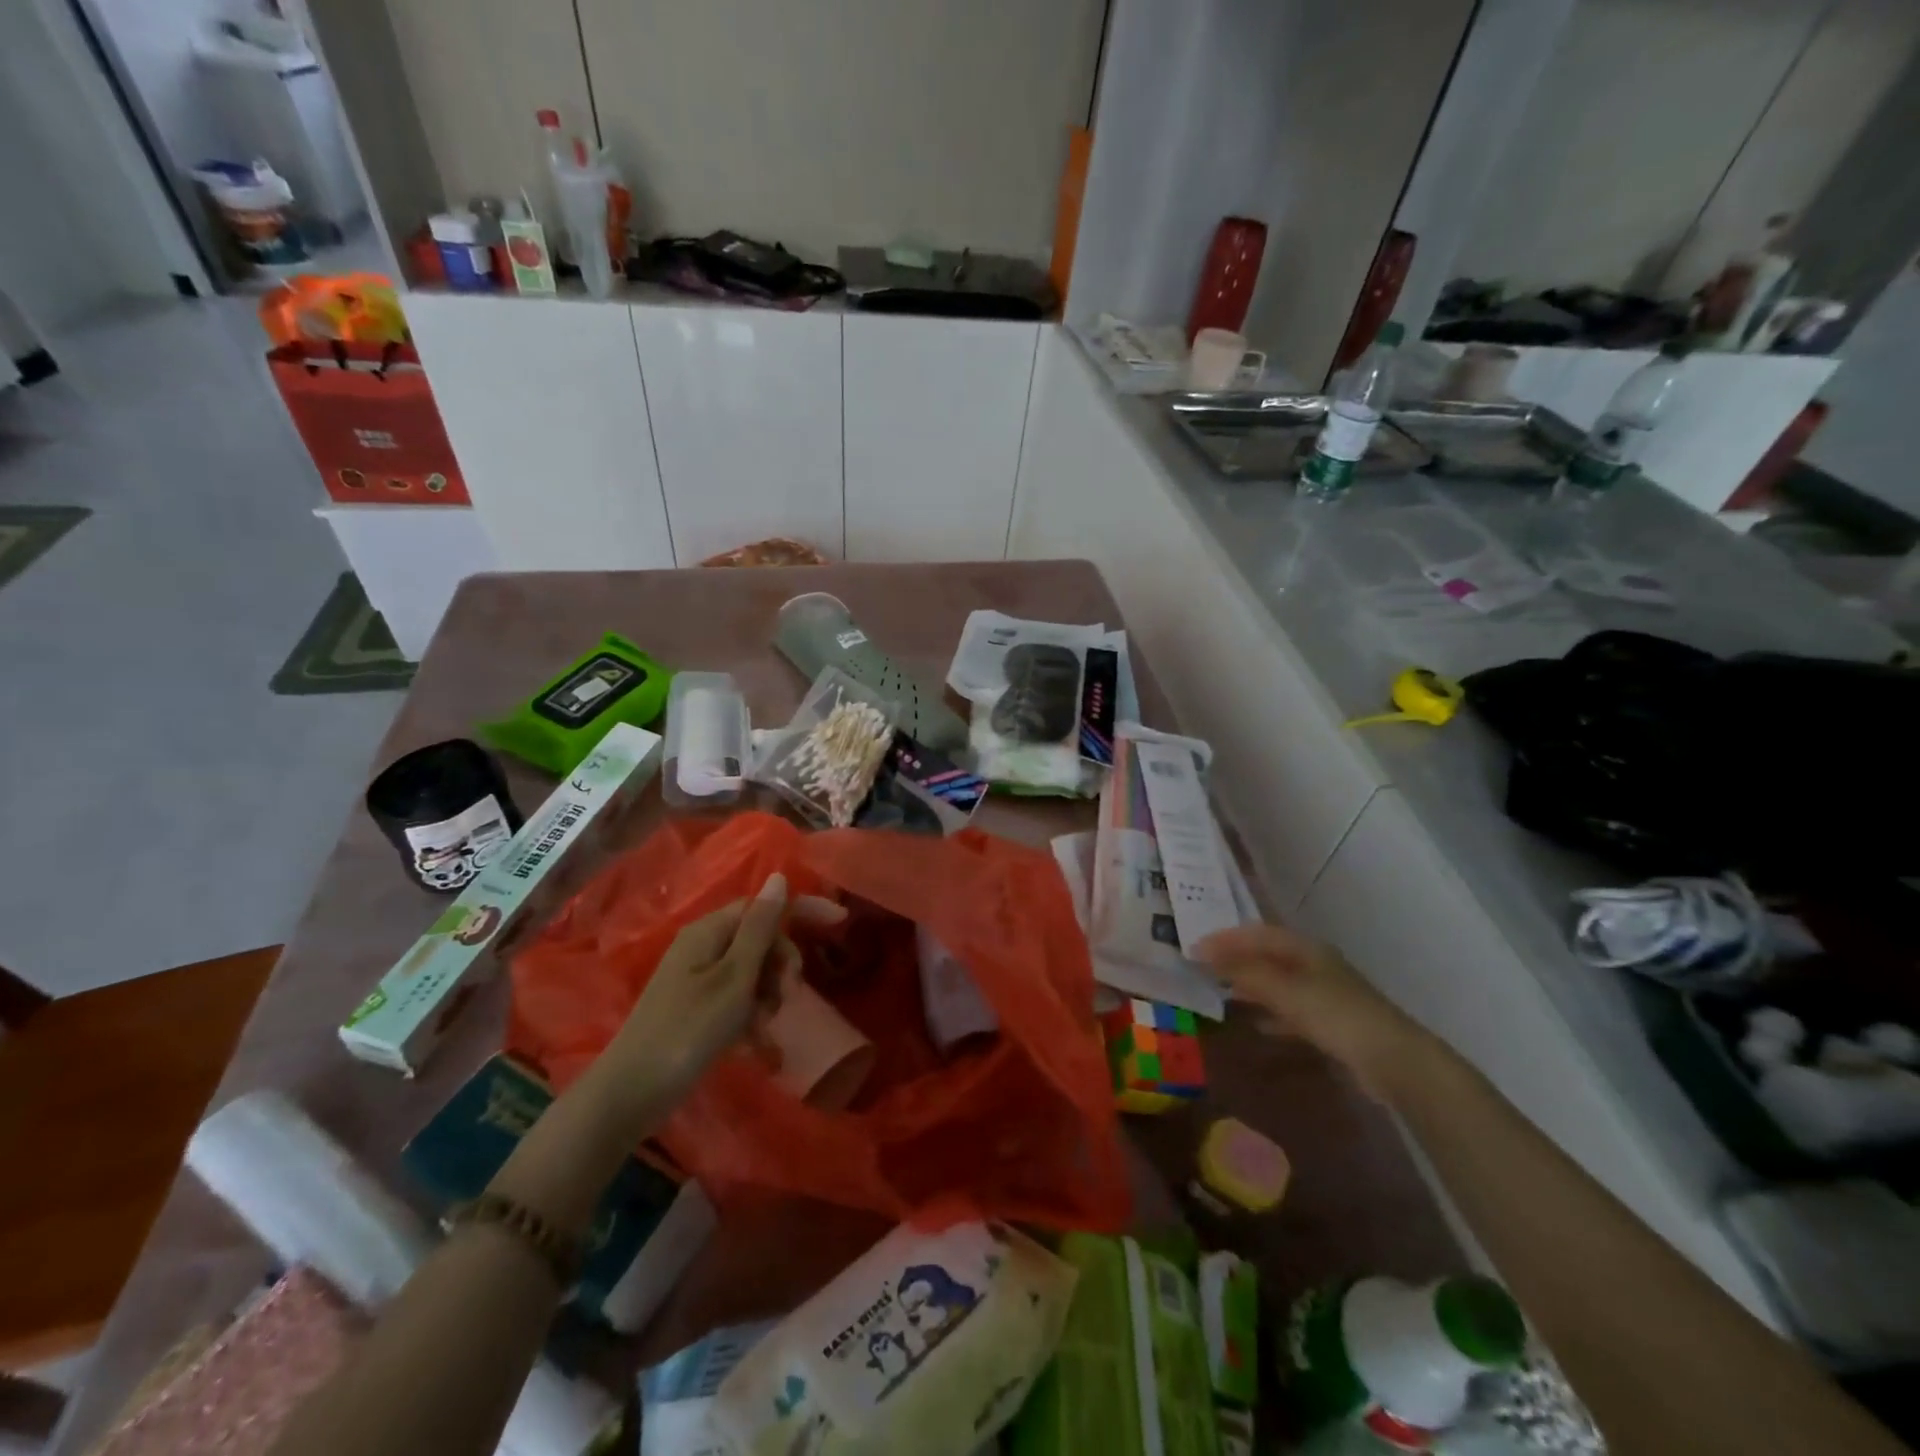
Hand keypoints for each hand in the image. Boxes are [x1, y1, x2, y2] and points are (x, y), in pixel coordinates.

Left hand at [600, 874, 846, 1113]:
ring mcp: (697, 977)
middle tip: (787, 995)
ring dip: (768, 992)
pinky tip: (754, 1041)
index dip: (802, 910)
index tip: (840, 922)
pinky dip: (750, 1013)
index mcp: (709, 930)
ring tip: (765, 1024)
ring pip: (752, 970)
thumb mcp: (734, 977)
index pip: (765, 905)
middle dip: (782, 963)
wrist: (631, 1093)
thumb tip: (779, 878)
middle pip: (760, 938)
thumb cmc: (689, 1030)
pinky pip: (737, 996)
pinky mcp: (696, 1006)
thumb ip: (760, 928)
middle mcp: (703, 946)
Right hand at [1194, 922, 1433, 1099]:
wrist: (1393, 1061)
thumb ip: (1245, 972)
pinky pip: (1291, 1009)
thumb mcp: (1286, 991)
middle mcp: (1315, 964)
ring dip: (1251, 985)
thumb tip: (1204, 954)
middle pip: (1268, 955)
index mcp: (1306, 949)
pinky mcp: (1332, 1022)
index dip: (1226, 938)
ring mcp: (1325, 994)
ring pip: (1279, 982)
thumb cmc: (1336, 1015)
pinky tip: (1257, 1025)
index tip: (1194, 949)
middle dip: (1236, 959)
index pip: (1258, 933)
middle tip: (1204, 968)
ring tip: (1222, 992)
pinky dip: (1270, 1011)